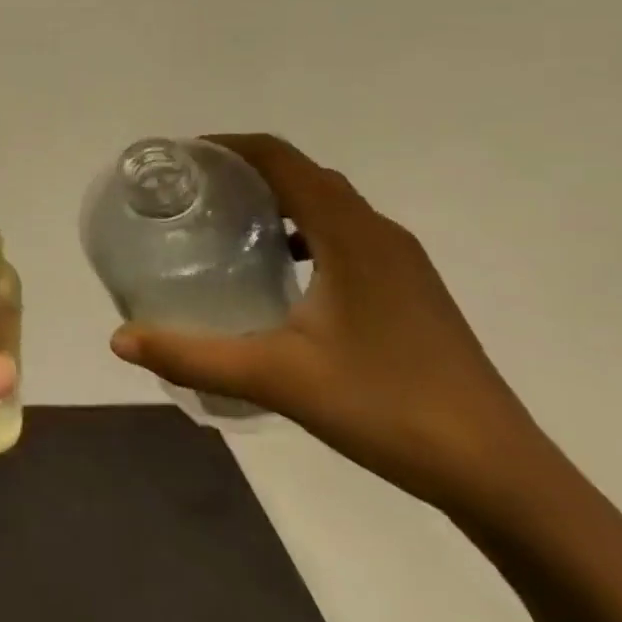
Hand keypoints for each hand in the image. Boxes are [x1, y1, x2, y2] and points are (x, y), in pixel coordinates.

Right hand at [111, 133, 541, 514]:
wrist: (502, 475)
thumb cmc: (388, 407)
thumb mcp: (276, 378)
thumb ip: (192, 355)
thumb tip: (119, 340)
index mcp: (351, 235)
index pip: (282, 159)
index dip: (228, 147)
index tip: (180, 158)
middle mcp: (379, 235)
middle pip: (305, 174)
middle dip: (246, 171)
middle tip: (191, 192)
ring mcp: (402, 264)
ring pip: (329, 205)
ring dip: (277, 200)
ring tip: (225, 225)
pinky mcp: (411, 292)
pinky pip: (346, 236)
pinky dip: (304, 233)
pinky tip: (279, 274)